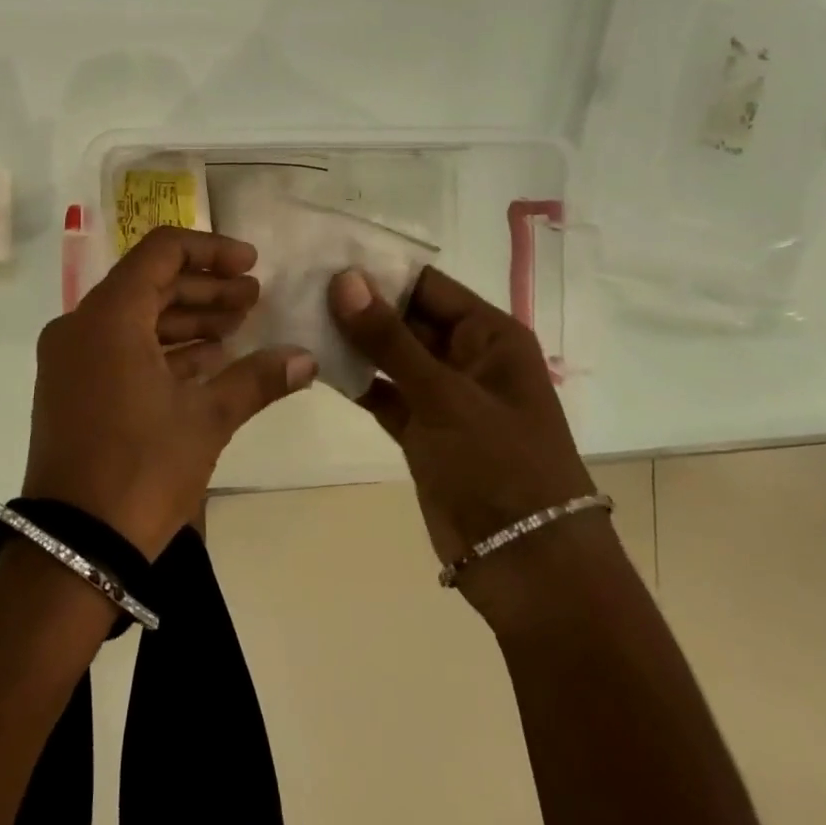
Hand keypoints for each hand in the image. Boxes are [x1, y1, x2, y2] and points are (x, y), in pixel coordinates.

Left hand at [24, 227, 316, 557]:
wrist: (73, 549)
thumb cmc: (141, 470)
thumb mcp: (206, 419)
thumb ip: (257, 379)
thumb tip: (307, 359)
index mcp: (108, 316)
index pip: (161, 252)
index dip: (211, 251)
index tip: (251, 264)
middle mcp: (81, 325)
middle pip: (150, 283)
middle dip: (205, 289)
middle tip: (254, 299)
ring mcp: (70, 358)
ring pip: (136, 317)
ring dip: (187, 319)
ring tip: (239, 329)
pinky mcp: (71, 387)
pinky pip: (120, 348)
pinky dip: (162, 348)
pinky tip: (207, 361)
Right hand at [328, 266, 595, 572]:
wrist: (528, 569)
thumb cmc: (500, 466)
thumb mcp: (444, 396)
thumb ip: (389, 338)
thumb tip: (344, 278)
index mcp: (489, 336)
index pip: (427, 285)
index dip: (379, 269)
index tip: (324, 255)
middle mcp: (466, 357)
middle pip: (405, 316)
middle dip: (358, 303)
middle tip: (299, 283)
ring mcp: (442, 395)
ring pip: (389, 354)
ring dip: (351, 340)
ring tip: (297, 315)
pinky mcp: (421, 430)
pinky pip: (382, 391)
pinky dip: (353, 379)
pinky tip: (313, 362)